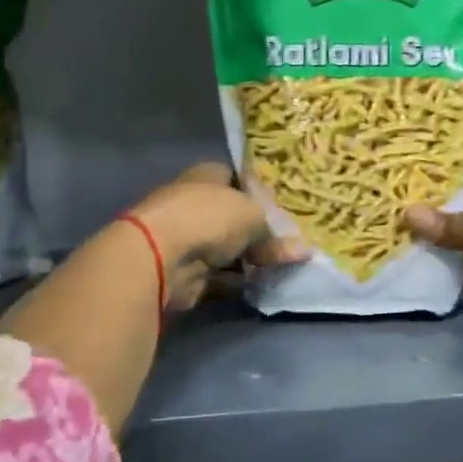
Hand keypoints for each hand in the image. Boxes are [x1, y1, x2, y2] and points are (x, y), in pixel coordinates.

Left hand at [128, 162, 305, 309]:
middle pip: (233, 216)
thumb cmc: (208, 219)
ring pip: (228, 248)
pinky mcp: (186, 271)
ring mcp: (187, 238)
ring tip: (283, 267)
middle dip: (259, 231)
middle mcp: (194, 203)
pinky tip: (262, 285)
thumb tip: (302, 249)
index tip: (283, 209)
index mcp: (206, 176)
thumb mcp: (253, 216)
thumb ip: (275, 233)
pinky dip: (238, 281)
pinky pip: (221, 276)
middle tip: (290, 243)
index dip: (259, 191)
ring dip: (250, 259)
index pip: (236, 178)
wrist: (160, 258)